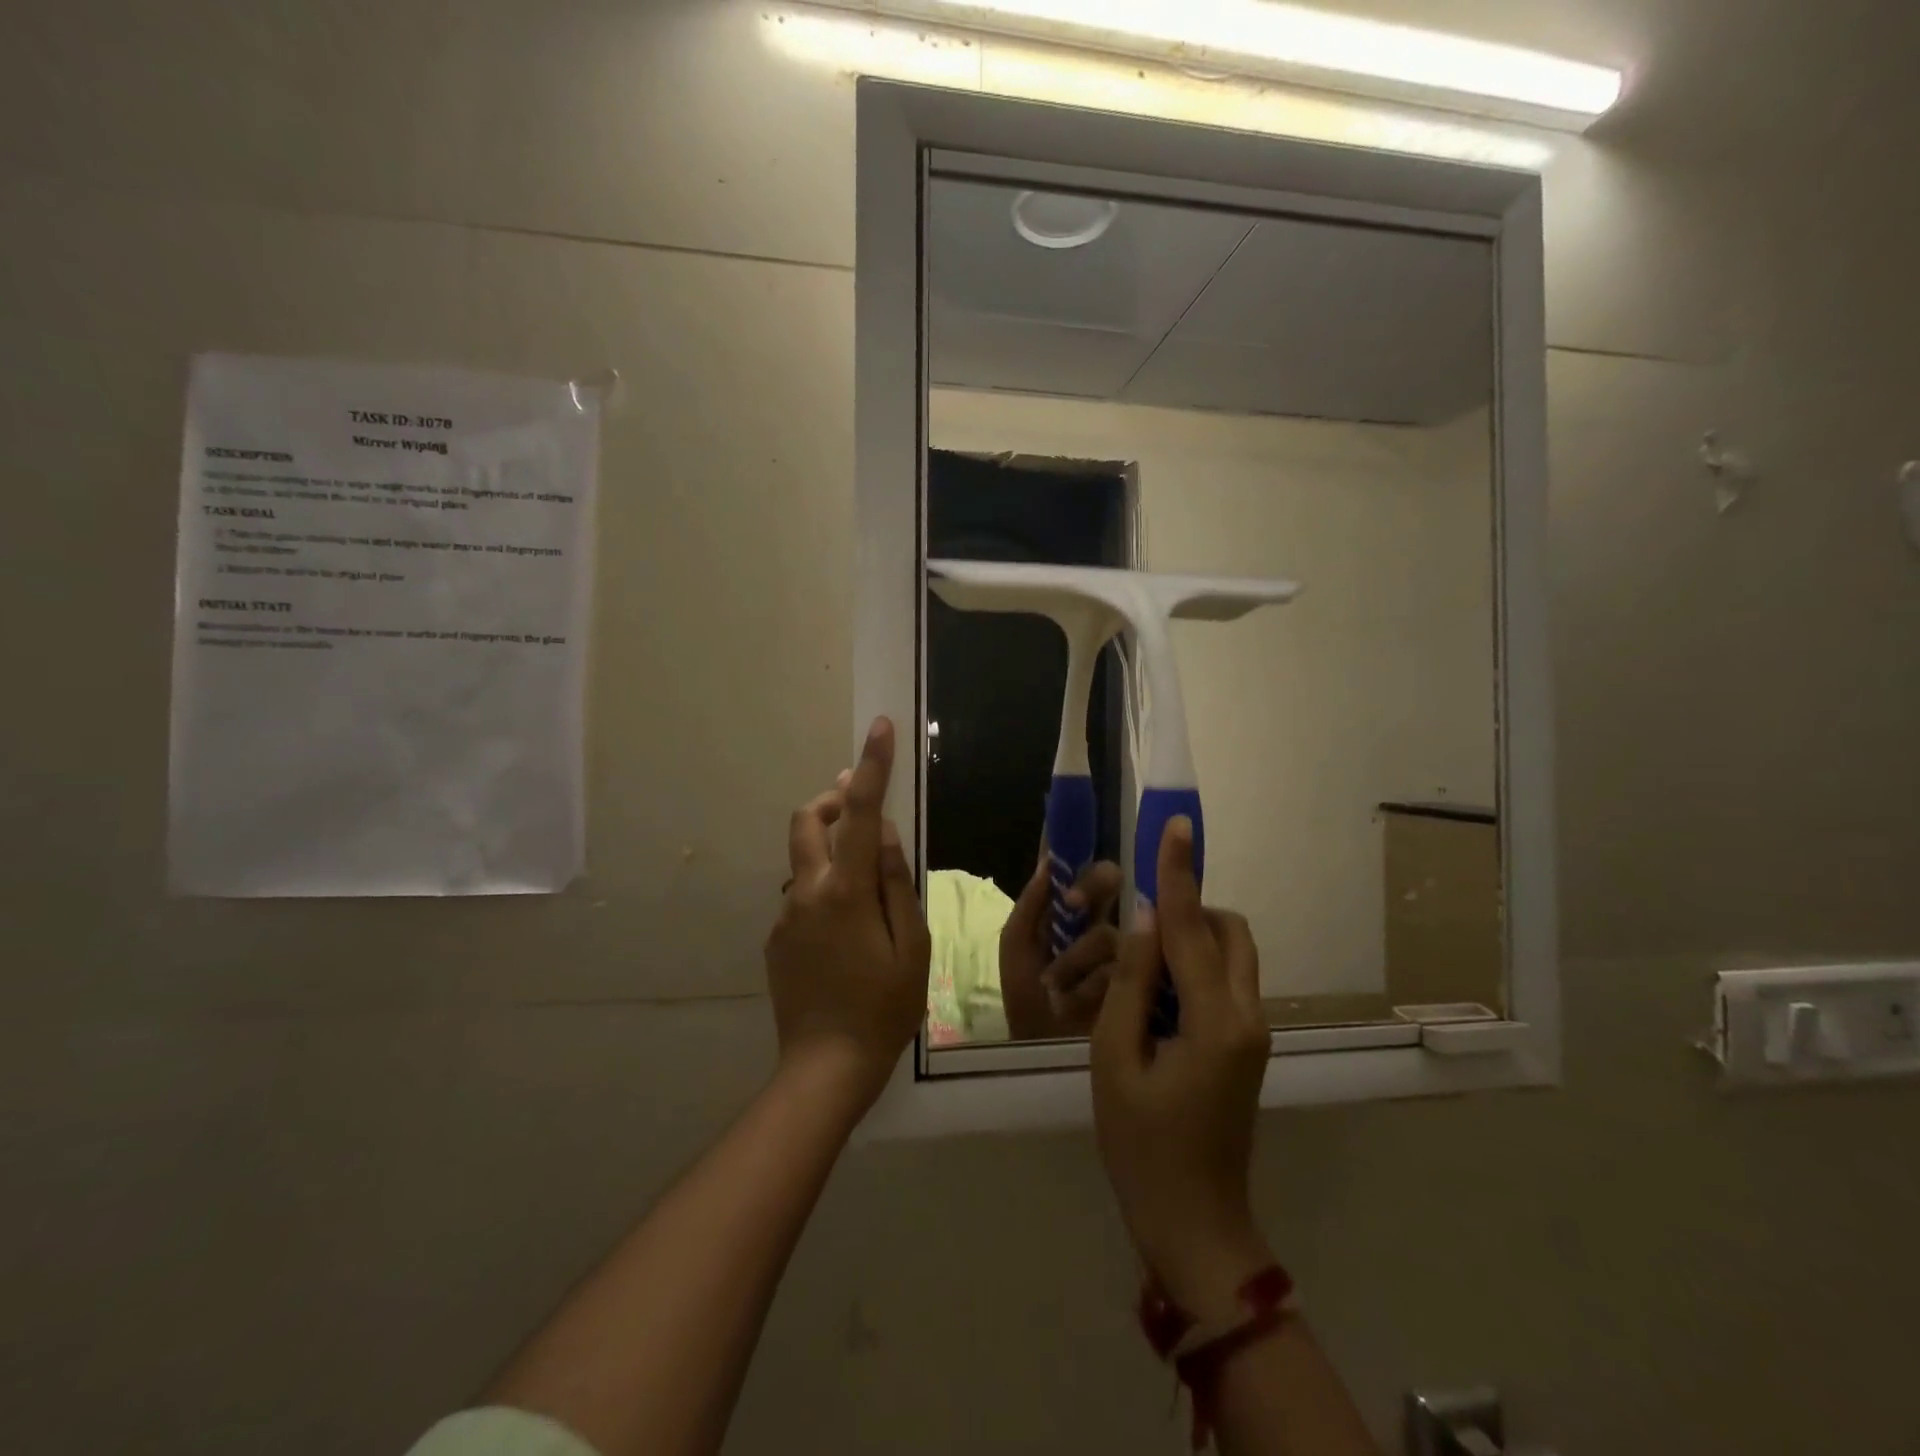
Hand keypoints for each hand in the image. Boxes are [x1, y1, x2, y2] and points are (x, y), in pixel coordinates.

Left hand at [765, 717, 930, 1115]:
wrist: (825, 1066)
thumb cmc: (885, 1006)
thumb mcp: (912, 944)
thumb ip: (897, 881)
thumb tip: (885, 832)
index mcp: (847, 890)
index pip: (861, 812)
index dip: (872, 767)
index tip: (880, 727)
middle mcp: (807, 891)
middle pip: (808, 819)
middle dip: (834, 800)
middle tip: (860, 807)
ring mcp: (786, 914)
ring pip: (805, 858)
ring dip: (831, 849)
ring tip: (865, 887)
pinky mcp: (776, 937)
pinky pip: (801, 895)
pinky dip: (823, 888)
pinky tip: (845, 933)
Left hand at [999, 850, 1123, 1039]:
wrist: (1041, 1048)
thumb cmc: (1025, 995)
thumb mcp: (1016, 946)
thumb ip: (1030, 904)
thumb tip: (1049, 860)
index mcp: (1065, 908)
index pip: (1076, 865)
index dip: (1075, 841)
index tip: (1072, 818)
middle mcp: (1096, 918)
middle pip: (1109, 880)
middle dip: (1094, 884)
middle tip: (1073, 903)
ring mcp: (1119, 947)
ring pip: (1110, 929)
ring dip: (1076, 958)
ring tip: (1055, 986)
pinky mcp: (1137, 976)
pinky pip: (1120, 965)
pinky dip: (1090, 983)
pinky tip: (1073, 1001)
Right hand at [1090, 816, 1272, 1320]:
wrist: (1193, 1223)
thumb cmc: (1142, 1146)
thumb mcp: (1115, 1058)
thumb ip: (1129, 982)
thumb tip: (1141, 920)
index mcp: (1216, 1020)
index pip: (1191, 927)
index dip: (1177, 872)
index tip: (1175, 826)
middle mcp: (1247, 1015)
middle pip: (1229, 932)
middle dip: (1189, 910)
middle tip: (1138, 926)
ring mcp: (1252, 1031)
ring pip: (1230, 955)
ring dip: (1190, 940)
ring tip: (1139, 965)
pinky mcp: (1245, 1044)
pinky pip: (1223, 982)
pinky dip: (1192, 969)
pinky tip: (1153, 994)